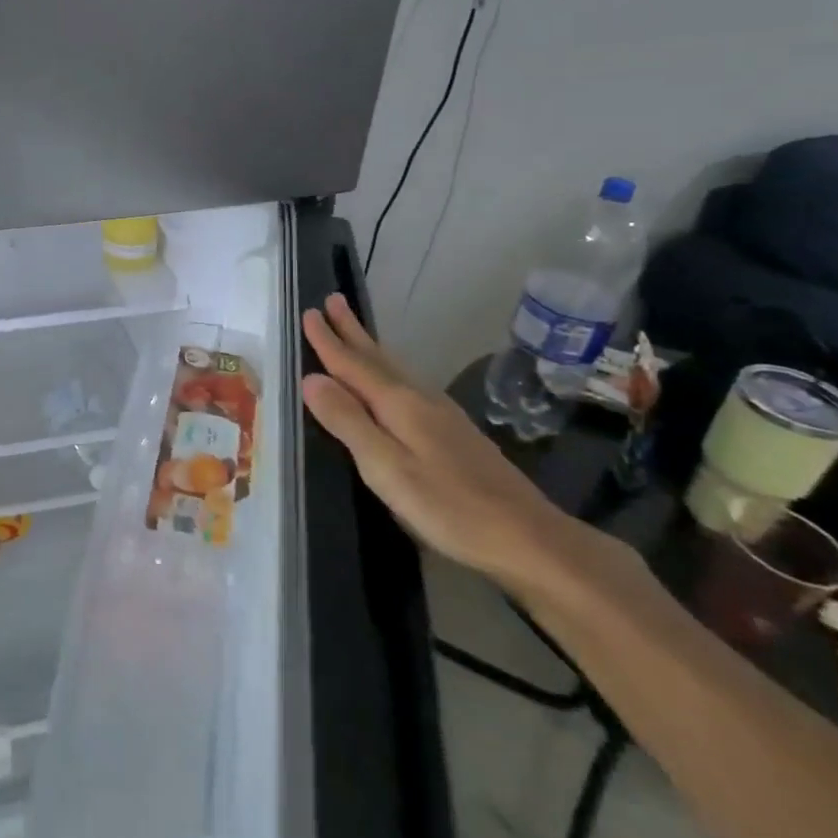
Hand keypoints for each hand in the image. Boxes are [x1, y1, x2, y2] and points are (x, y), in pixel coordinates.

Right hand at [301, 294, 589, 597]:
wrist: (528, 538)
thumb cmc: (449, 507)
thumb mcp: (386, 468)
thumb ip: (348, 422)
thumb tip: (311, 379)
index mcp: (399, 405)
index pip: (353, 365)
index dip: (328, 341)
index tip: (308, 313)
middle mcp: (420, 399)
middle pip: (377, 358)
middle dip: (352, 331)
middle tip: (332, 300)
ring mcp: (441, 416)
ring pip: (395, 369)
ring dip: (370, 347)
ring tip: (354, 331)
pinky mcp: (454, 433)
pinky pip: (408, 385)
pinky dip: (388, 371)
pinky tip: (392, 382)